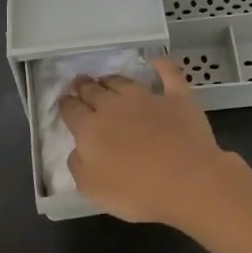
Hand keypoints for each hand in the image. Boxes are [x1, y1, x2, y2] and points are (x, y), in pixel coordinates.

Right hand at [59, 57, 238, 226]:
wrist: (188, 181)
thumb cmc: (137, 192)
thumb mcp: (93, 189)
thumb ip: (78, 166)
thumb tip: (77, 149)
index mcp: (90, 128)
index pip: (71, 109)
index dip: (65, 105)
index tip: (64, 103)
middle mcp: (114, 106)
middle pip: (93, 90)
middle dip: (83, 86)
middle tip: (80, 83)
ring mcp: (147, 98)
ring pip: (123, 81)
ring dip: (111, 79)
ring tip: (106, 79)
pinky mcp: (177, 98)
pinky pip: (169, 74)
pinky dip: (161, 65)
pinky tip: (156, 60)